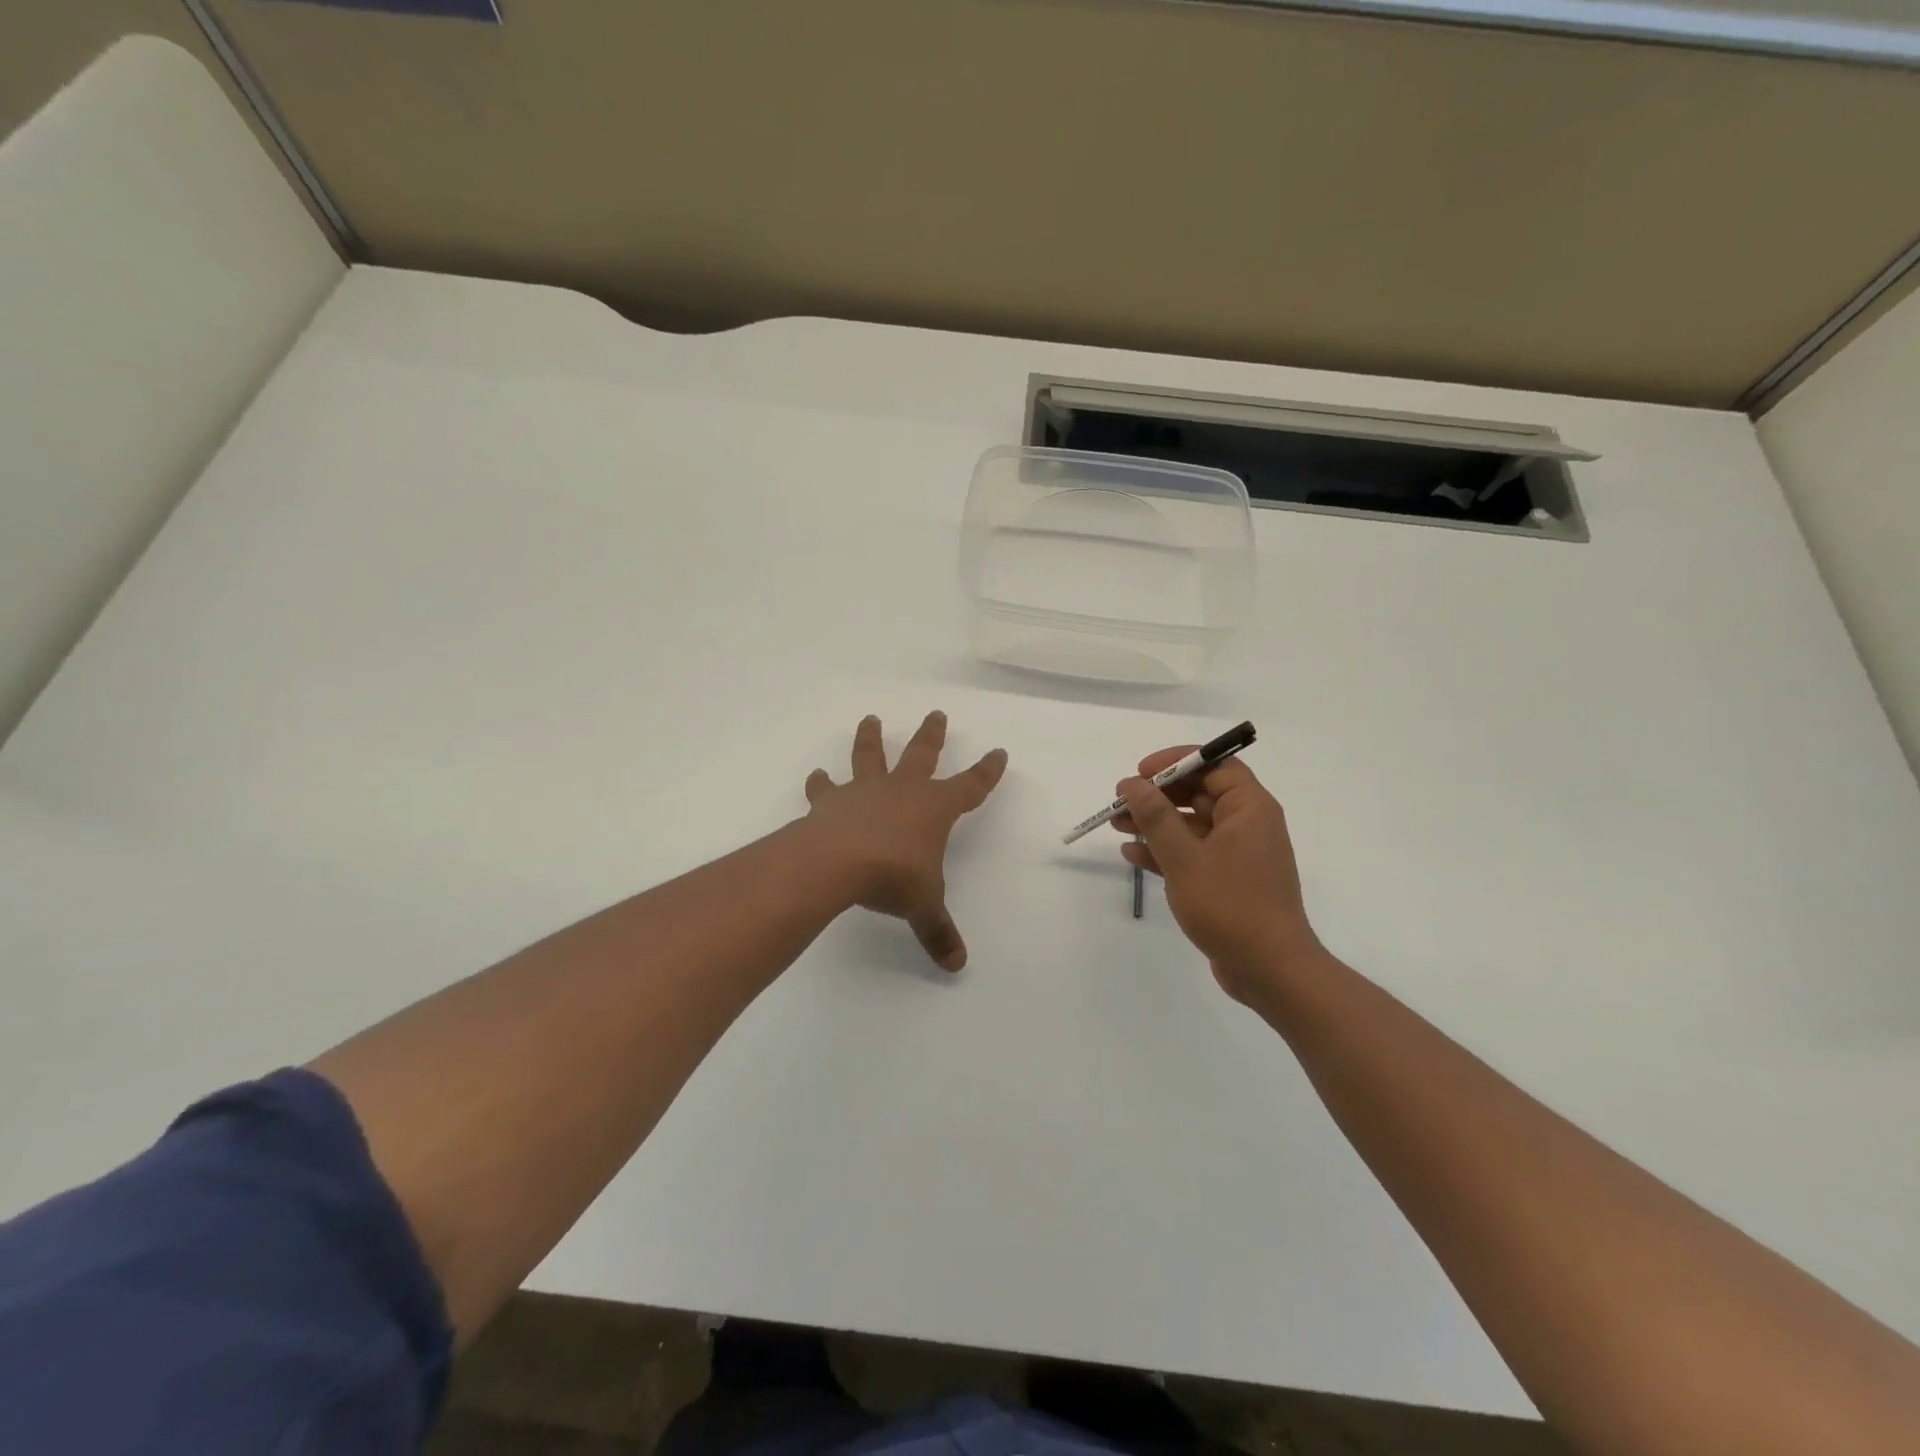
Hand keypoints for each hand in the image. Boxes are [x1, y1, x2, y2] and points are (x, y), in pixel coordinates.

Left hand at [803, 712, 1008, 971]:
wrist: (838, 862)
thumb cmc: (894, 877)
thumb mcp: (923, 906)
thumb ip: (938, 931)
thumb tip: (957, 965)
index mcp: (935, 808)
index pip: (970, 786)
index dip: (986, 772)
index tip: (998, 752)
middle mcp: (903, 791)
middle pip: (922, 754)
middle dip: (932, 736)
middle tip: (936, 714)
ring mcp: (866, 791)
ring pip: (871, 756)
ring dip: (871, 738)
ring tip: (870, 719)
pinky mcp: (832, 801)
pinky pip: (826, 788)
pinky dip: (821, 783)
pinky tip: (816, 776)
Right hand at [1113, 749, 1322, 1003]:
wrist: (1270, 969)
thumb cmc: (1230, 904)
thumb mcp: (1184, 857)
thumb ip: (1156, 816)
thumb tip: (1132, 784)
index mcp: (1249, 808)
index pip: (1215, 764)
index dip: (1177, 761)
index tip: (1142, 772)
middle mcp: (1247, 824)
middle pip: (1199, 793)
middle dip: (1158, 795)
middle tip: (1121, 801)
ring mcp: (1238, 854)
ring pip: (1191, 824)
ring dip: (1155, 823)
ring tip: (1116, 825)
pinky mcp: (1228, 880)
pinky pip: (1193, 853)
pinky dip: (1165, 851)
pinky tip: (1133, 854)